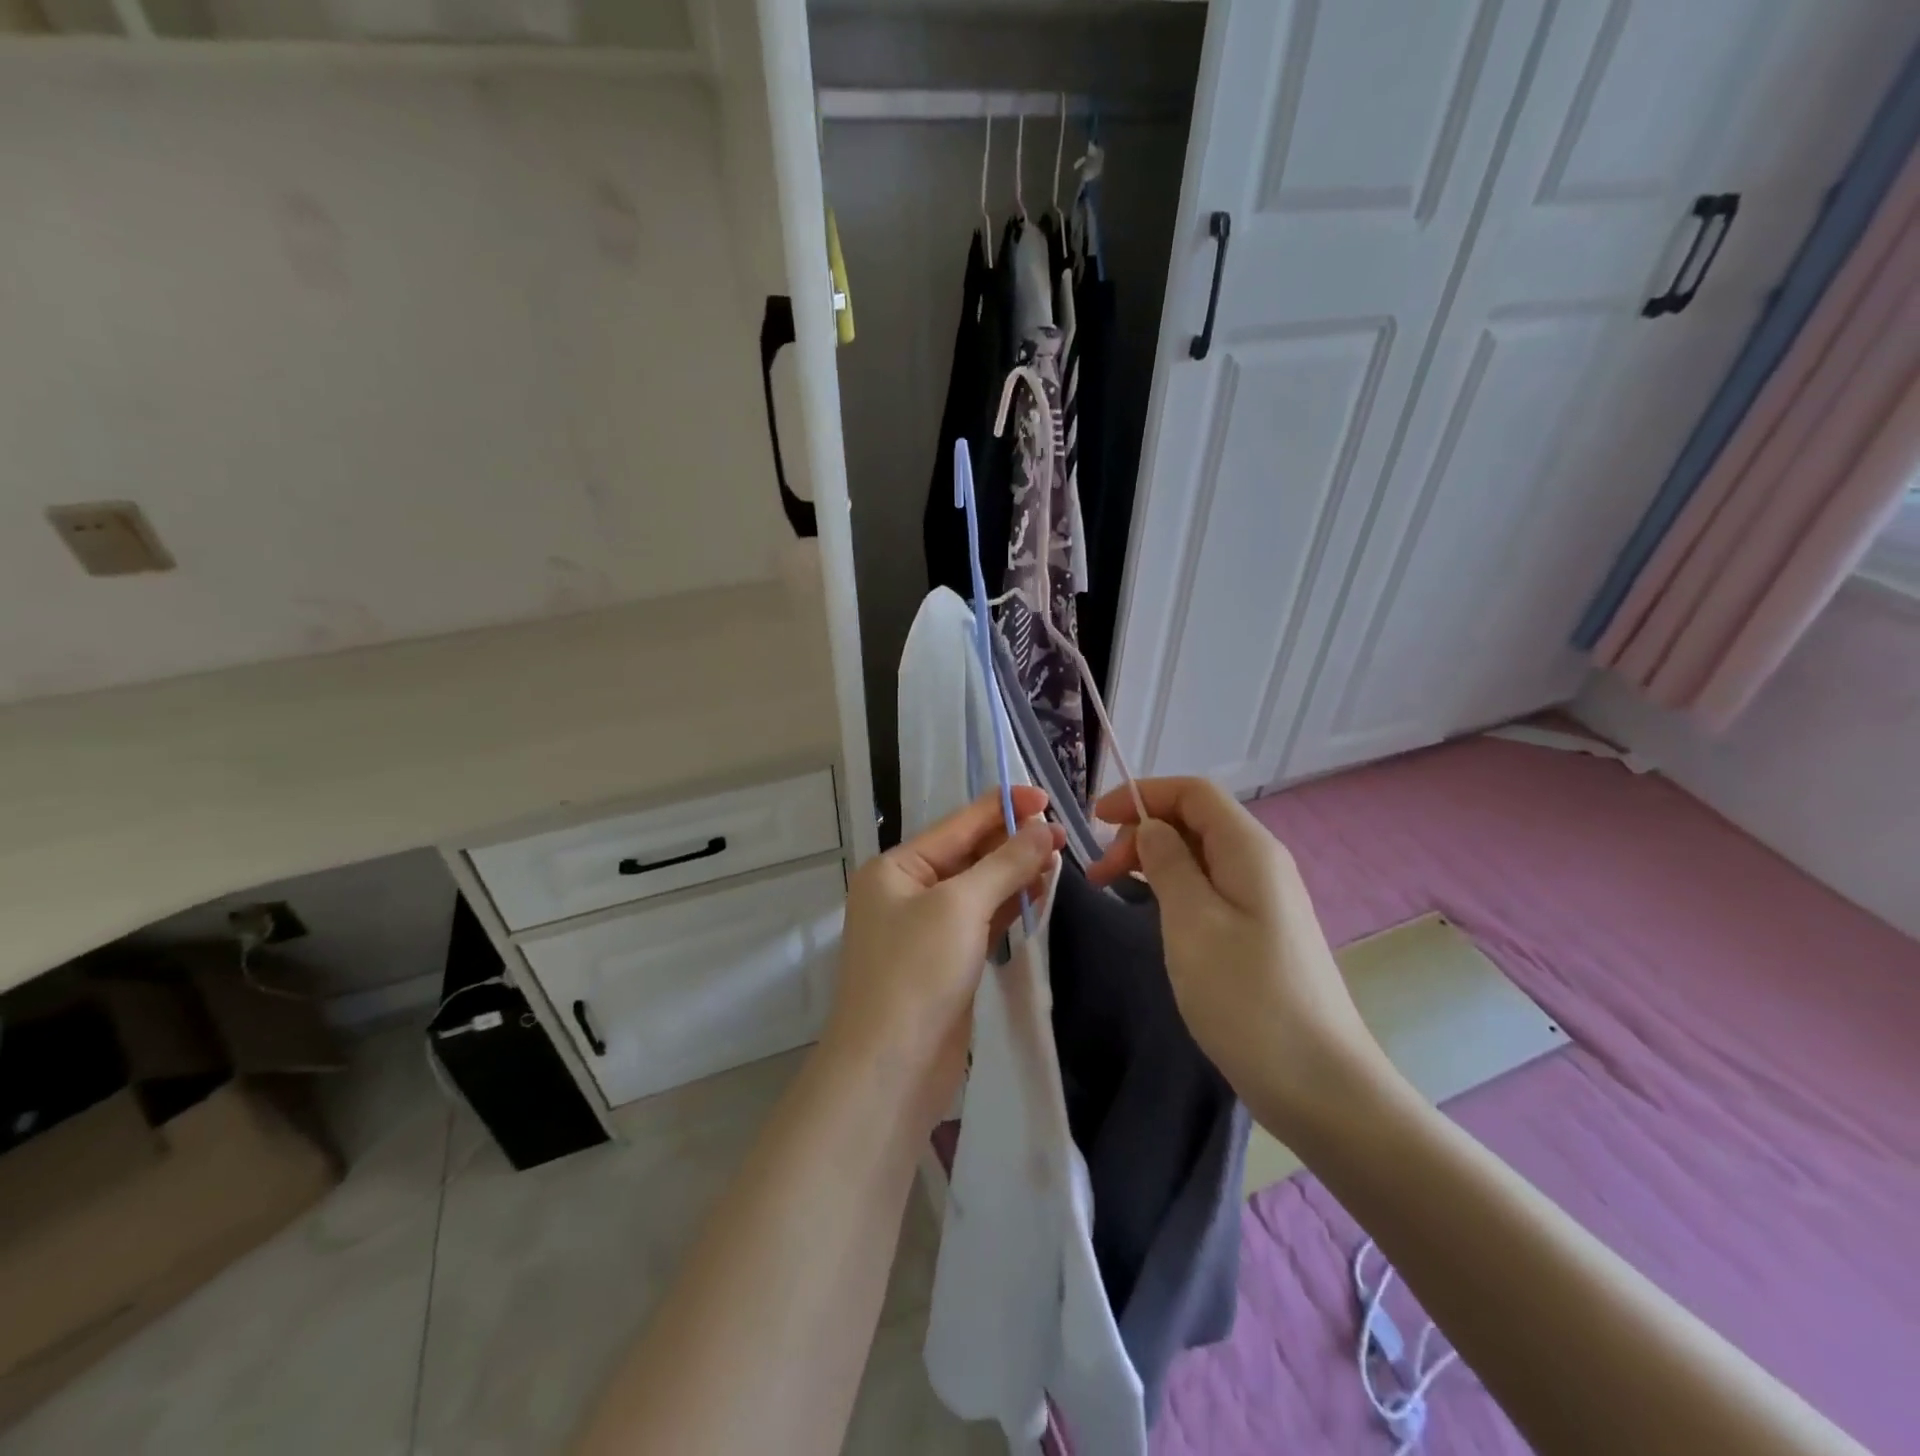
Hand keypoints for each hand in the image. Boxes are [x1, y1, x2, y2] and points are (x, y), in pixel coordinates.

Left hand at [824, 787, 1063, 1132]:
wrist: (890, 1069)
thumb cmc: (916, 973)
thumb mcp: (960, 907)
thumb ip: (1004, 864)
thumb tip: (1044, 830)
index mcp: (896, 868)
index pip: (957, 825)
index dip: (1001, 808)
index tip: (1046, 797)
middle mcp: (906, 891)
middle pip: (968, 854)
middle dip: (1012, 842)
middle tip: (1061, 834)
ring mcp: (926, 927)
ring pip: (978, 887)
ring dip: (1014, 872)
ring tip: (1058, 858)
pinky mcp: (946, 959)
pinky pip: (981, 918)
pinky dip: (1009, 904)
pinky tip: (1039, 891)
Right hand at [1087, 777, 1389, 1139]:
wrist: (1321, 1086)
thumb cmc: (1248, 998)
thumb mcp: (1193, 922)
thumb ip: (1168, 863)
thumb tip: (1151, 828)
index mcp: (1249, 849)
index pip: (1193, 792)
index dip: (1142, 794)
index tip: (1095, 820)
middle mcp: (1261, 863)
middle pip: (1195, 820)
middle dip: (1141, 831)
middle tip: (1099, 874)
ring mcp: (1264, 899)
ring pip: (1200, 855)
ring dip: (1153, 861)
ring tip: (1114, 890)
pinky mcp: (1261, 931)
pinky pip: (1210, 887)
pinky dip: (1173, 887)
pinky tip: (1154, 913)